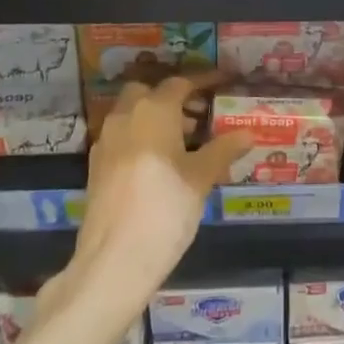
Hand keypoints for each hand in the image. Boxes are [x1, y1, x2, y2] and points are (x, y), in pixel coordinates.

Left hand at [64, 72, 251, 310]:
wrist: (113, 262)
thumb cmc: (165, 210)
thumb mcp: (201, 179)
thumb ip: (223, 150)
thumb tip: (248, 133)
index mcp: (154, 110)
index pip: (181, 83)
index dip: (204, 81)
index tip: (224, 81)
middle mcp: (125, 116)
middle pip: (148, 92)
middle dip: (172, 97)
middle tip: (198, 115)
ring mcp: (106, 141)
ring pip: (131, 113)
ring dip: (155, 117)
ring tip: (185, 143)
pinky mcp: (96, 167)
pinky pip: (122, 136)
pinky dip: (141, 137)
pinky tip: (160, 164)